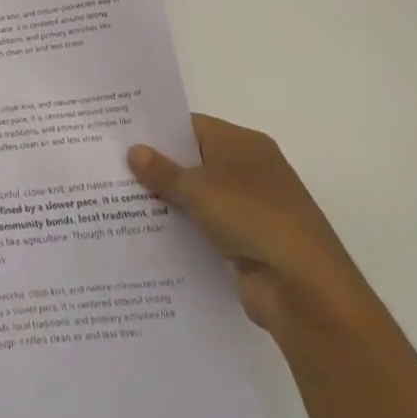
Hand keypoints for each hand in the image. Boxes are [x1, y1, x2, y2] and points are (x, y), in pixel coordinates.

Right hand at [129, 115, 371, 336]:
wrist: (306, 291)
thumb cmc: (254, 219)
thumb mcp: (199, 189)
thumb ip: (163, 171)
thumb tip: (134, 150)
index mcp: (243, 144)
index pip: (191, 126)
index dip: (157, 130)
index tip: (119, 135)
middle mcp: (249, 170)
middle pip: (193, 161)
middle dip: (157, 166)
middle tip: (111, 166)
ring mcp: (249, 208)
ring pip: (197, 196)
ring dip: (167, 201)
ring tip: (117, 199)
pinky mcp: (246, 243)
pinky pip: (204, 227)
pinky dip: (182, 229)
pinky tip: (146, 233)